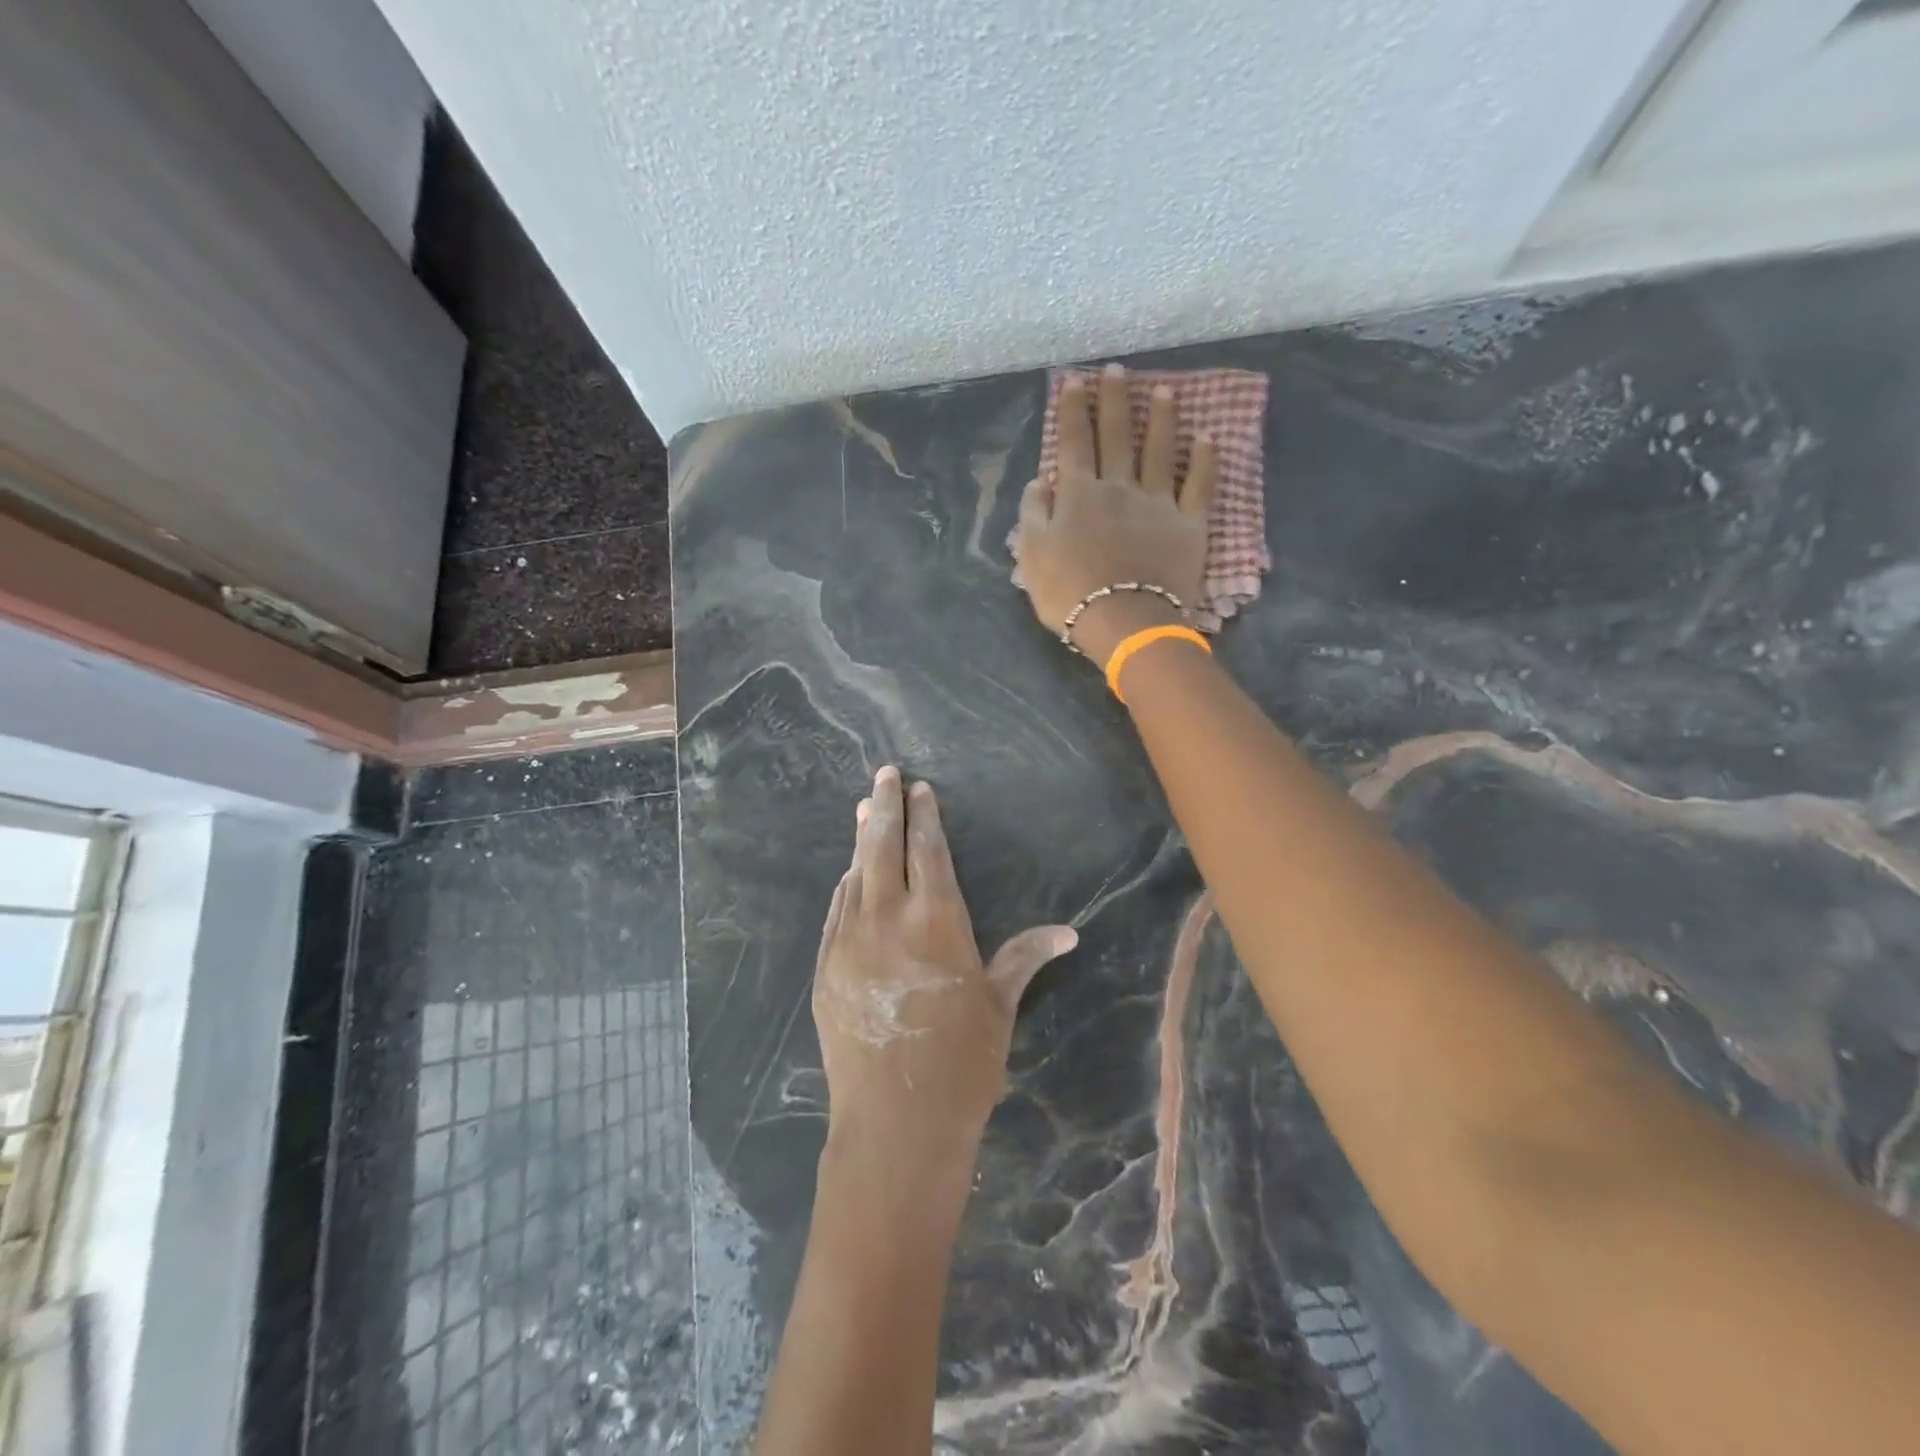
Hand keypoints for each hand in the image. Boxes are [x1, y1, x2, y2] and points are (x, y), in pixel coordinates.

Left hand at [812, 767, 1077, 1181]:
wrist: (895, 1122)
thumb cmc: (962, 1062)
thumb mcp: (998, 1005)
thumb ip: (1024, 958)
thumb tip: (1068, 932)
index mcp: (937, 920)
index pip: (928, 850)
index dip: (925, 816)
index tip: (919, 787)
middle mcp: (888, 918)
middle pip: (883, 847)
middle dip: (886, 807)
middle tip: (884, 775)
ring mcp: (850, 941)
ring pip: (855, 874)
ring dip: (861, 840)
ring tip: (865, 809)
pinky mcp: (827, 967)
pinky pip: (837, 912)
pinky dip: (845, 886)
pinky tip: (849, 875)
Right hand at [1012, 362, 1217, 663]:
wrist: (1124, 621)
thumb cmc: (1070, 593)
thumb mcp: (1032, 556)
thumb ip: (1033, 514)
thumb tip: (1040, 481)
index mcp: (1079, 495)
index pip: (1074, 443)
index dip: (1073, 410)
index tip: (1075, 380)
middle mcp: (1119, 487)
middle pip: (1116, 436)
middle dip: (1114, 400)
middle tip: (1117, 370)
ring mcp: (1157, 503)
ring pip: (1160, 451)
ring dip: (1161, 419)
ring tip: (1164, 390)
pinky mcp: (1188, 524)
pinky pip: (1199, 485)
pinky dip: (1204, 460)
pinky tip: (1208, 437)